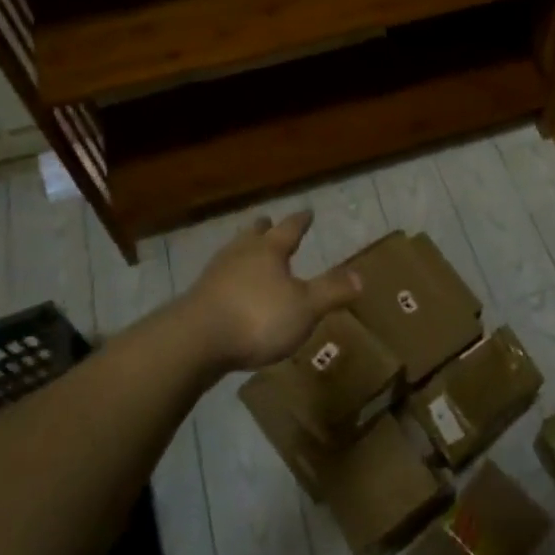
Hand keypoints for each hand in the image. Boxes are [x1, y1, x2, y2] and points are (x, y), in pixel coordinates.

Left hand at [182, 212, 361, 370]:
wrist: (194, 343)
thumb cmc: (257, 318)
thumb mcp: (305, 308)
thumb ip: (331, 291)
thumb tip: (361, 276)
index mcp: (269, 250)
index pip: (289, 229)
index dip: (300, 221)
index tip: (307, 212)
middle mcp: (240, 255)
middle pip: (253, 235)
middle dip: (263, 229)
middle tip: (268, 222)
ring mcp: (214, 276)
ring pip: (233, 254)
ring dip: (243, 251)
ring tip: (248, 252)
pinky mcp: (197, 300)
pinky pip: (219, 280)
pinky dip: (229, 279)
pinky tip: (230, 290)